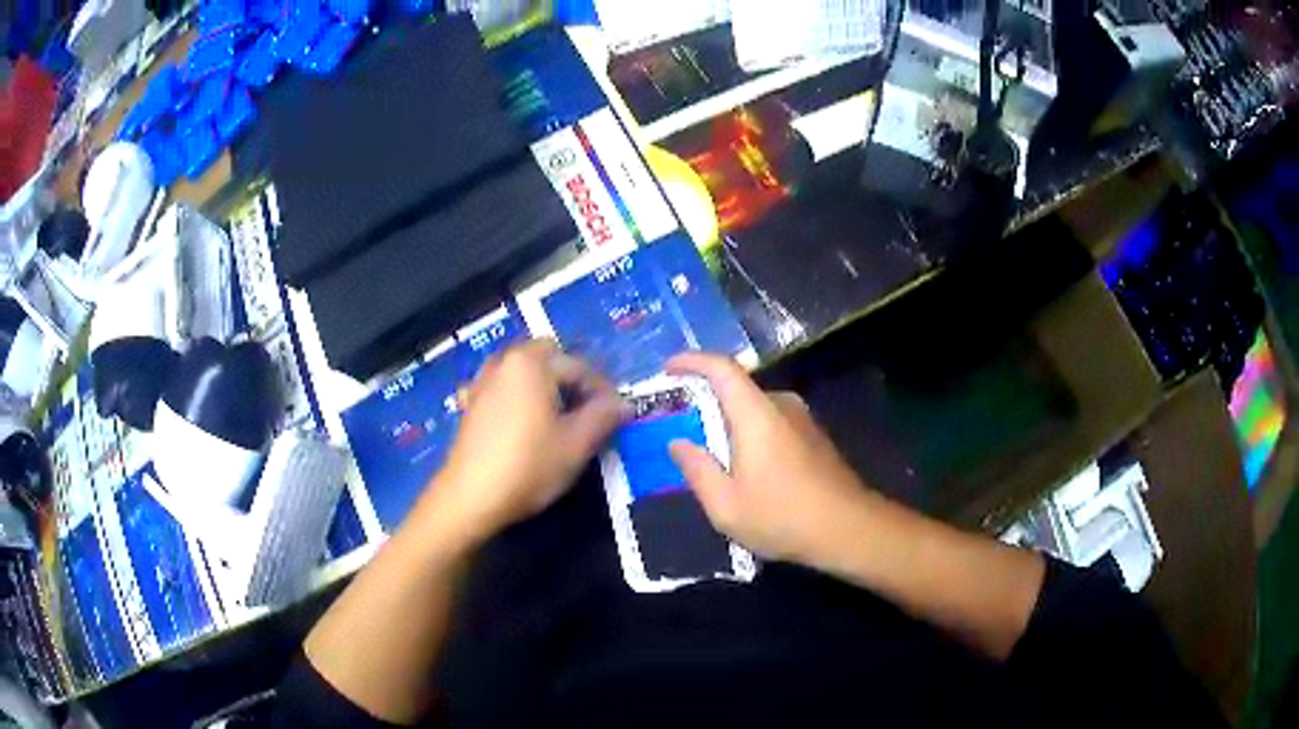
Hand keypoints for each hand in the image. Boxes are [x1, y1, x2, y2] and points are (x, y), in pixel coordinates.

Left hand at [430, 340, 626, 545]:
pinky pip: (503, 387)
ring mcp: (483, 381)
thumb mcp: (576, 445)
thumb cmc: (528, 467)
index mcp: (532, 363)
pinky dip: (519, 395)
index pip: (579, 367)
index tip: (617, 418)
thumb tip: (623, 403)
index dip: (603, 392)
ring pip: (523, 371)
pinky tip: (525, 421)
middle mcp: (505, 361)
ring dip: (545, 386)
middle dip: (572, 380)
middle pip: (548, 358)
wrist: (470, 497)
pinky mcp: (471, 403)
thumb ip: (603, 417)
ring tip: (559, 418)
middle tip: (588, 413)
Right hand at [667, 352, 875, 565]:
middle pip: (737, 388)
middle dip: (705, 400)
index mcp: (757, 413)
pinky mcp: (814, 436)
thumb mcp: (726, 505)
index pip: (721, 368)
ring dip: (729, 421)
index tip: (666, 368)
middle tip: (679, 425)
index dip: (691, 361)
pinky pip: (772, 422)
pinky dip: (750, 433)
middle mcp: (782, 405)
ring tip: (710, 453)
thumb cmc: (782, 516)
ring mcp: (803, 419)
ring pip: (755, 408)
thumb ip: (697, 469)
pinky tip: (745, 467)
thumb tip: (677, 443)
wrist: (849, 529)